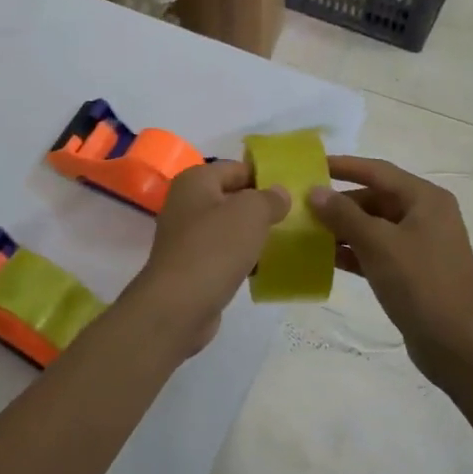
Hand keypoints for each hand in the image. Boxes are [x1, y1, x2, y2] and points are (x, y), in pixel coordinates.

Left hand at [127, 161, 288, 354]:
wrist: (178, 305)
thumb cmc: (214, 248)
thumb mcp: (251, 213)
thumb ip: (269, 198)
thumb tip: (279, 192)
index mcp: (196, 180)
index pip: (237, 168)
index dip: (264, 176)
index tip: (293, 191)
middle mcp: (186, 203)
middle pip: (232, 197)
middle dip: (260, 207)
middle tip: (294, 217)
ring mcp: (186, 235)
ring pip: (228, 227)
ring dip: (252, 234)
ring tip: (284, 241)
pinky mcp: (191, 265)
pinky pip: (223, 253)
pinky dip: (241, 258)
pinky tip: (263, 268)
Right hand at [307, 156, 472, 380]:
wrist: (458, 346)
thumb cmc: (420, 283)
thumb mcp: (378, 244)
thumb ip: (344, 214)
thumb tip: (314, 191)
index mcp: (425, 199)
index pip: (378, 171)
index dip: (344, 166)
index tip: (311, 165)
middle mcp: (426, 215)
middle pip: (375, 198)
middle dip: (340, 203)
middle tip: (303, 205)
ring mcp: (421, 245)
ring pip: (374, 226)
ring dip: (343, 228)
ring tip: (307, 231)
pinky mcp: (413, 271)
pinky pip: (377, 251)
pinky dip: (355, 251)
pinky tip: (327, 258)